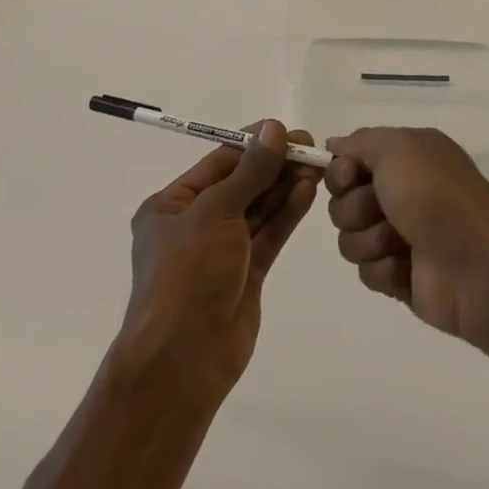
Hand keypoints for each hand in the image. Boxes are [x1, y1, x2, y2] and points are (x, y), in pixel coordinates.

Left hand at [118, 120, 320, 397]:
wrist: (183, 360)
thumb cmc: (188, 274)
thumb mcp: (216, 212)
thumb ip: (250, 171)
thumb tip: (274, 128)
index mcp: (171, 206)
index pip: (218, 162)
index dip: (252, 144)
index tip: (285, 129)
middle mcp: (195, 224)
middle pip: (241, 184)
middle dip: (273, 165)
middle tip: (310, 146)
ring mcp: (222, 251)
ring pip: (258, 209)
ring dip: (284, 186)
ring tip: (316, 165)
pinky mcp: (246, 274)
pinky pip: (269, 235)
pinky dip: (287, 213)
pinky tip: (308, 191)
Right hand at [323, 127, 488, 342]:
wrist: (478, 265)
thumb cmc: (436, 196)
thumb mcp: (397, 147)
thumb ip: (359, 141)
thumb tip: (334, 145)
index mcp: (406, 156)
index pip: (347, 162)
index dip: (341, 172)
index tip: (351, 178)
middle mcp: (401, 192)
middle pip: (342, 201)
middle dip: (357, 209)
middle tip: (384, 211)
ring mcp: (400, 236)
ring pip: (350, 238)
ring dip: (372, 240)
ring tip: (403, 244)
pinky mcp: (401, 276)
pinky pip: (367, 273)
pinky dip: (386, 270)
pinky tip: (410, 269)